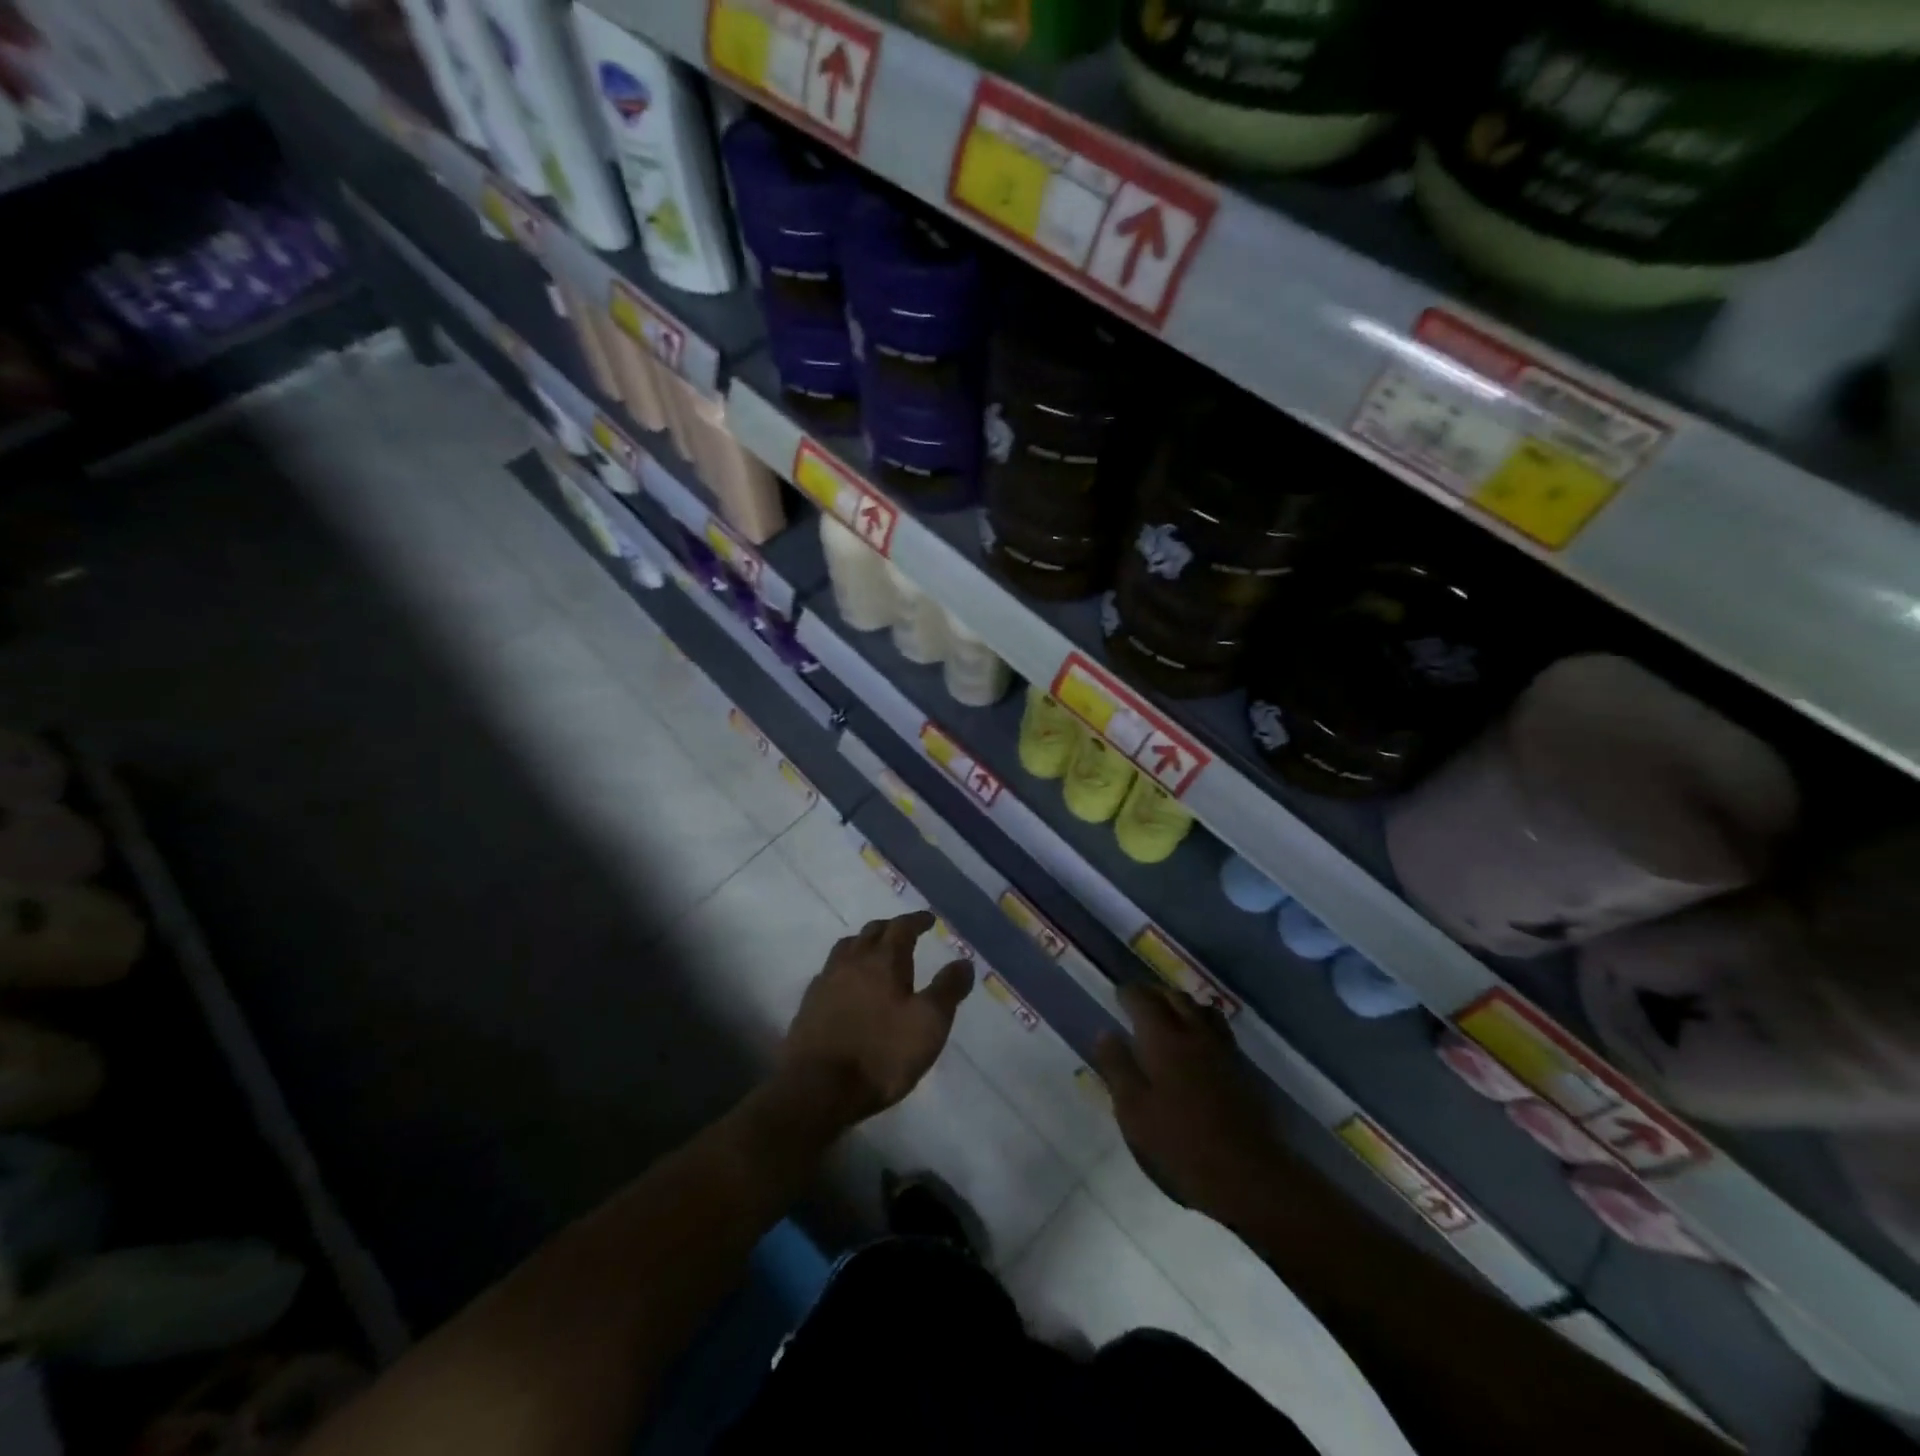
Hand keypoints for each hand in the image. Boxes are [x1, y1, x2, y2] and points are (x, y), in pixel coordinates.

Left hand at [780, 911, 973, 1126]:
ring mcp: (826, 981)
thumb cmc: (882, 1054)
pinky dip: (844, 969)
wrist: (817, 1088)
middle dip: (890, 928)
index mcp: (884, 960)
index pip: (902, 927)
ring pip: (846, 948)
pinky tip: (847, 986)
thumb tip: (964, 962)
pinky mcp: (808, 1005)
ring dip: (863, 944)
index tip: (929, 919)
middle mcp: (852, 961)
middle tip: (904, 933)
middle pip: (872, 932)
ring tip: (874, 954)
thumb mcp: (929, 1024)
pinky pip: (829, 973)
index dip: (917, 920)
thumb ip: (948, 989)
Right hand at [1093, 982, 1286, 1220]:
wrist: (1248, 1172)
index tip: (1117, 995)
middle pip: (1174, 997)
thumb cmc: (1181, 1143)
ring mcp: (1221, 1048)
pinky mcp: (1240, 1066)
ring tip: (1167, 1013)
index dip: (1128, 994)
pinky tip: (1196, 1039)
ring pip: (1200, 1008)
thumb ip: (1118, 1067)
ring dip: (1180, 1003)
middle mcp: (1194, 1032)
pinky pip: (1217, 1027)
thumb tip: (1105, 1033)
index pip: (1142, 1000)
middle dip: (1154, 993)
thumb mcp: (1134, 1110)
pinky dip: (1201, 1020)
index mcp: (1163, 1039)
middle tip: (1138, 1000)